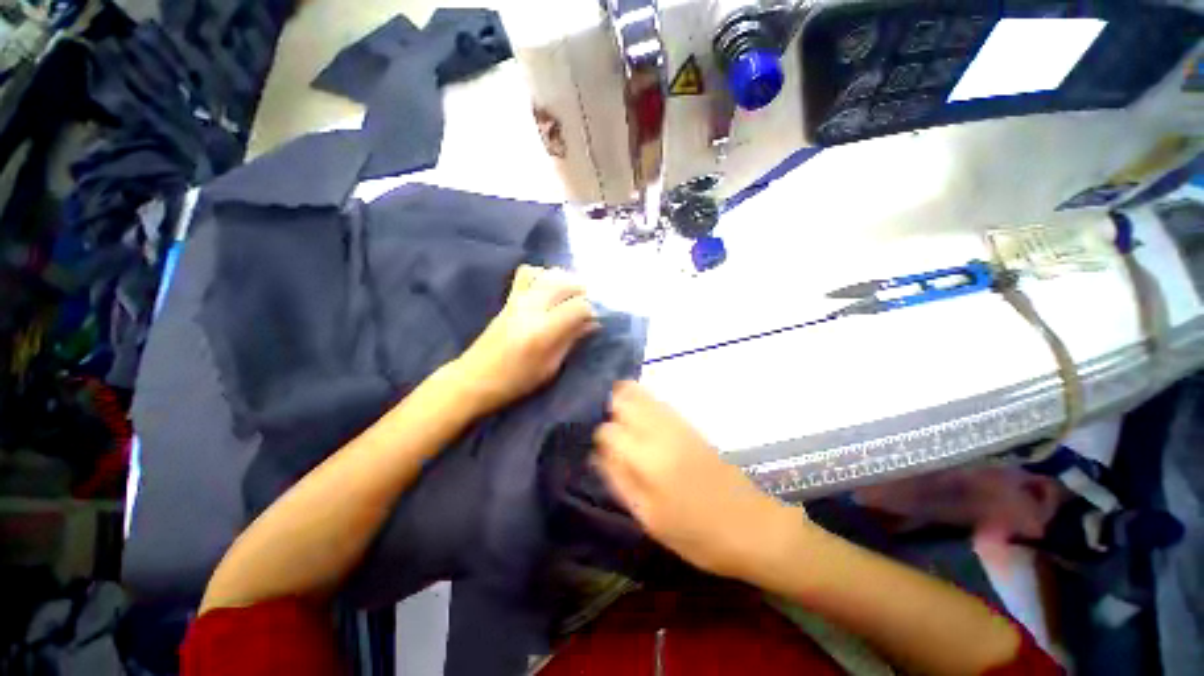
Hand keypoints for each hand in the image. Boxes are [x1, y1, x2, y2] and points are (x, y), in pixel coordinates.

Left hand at [452, 265, 598, 415]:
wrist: (474, 378)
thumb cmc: (516, 381)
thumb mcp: (550, 368)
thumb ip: (571, 340)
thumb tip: (592, 324)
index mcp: (543, 330)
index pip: (579, 306)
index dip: (591, 312)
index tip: (593, 322)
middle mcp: (531, 308)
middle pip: (566, 282)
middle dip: (582, 291)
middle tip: (585, 307)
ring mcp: (517, 300)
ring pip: (548, 273)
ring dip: (564, 280)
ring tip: (569, 296)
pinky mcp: (508, 299)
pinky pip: (527, 273)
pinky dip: (542, 275)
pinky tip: (547, 291)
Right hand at [593, 381, 806, 580]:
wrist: (751, 526)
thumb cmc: (696, 533)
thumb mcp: (649, 518)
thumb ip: (619, 480)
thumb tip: (598, 454)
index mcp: (647, 457)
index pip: (608, 430)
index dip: (599, 440)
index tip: (602, 453)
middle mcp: (660, 430)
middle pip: (623, 398)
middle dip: (609, 409)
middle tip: (609, 434)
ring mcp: (677, 422)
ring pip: (640, 393)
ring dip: (624, 401)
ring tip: (620, 424)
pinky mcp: (689, 423)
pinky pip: (657, 401)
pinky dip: (642, 402)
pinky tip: (641, 421)